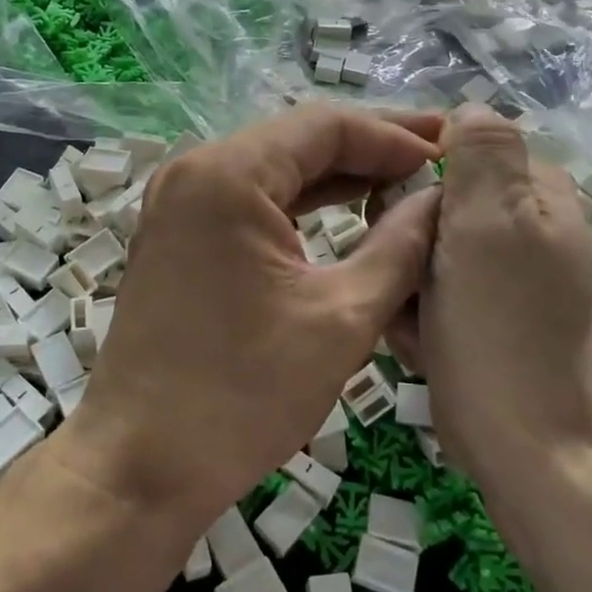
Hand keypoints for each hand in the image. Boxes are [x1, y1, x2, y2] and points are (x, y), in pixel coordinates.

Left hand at [56, 106, 442, 524]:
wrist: (140, 466)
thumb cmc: (241, 396)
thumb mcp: (341, 318)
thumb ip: (401, 247)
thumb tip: (439, 200)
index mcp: (227, 175)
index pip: (325, 125)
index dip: (395, 136)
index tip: (451, 157)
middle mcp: (195, 170)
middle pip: (298, 139)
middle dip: (371, 147)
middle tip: (440, 155)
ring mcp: (180, 201)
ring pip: (277, 168)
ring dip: (341, 173)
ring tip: (409, 178)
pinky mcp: (180, 233)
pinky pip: (253, 199)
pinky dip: (304, 202)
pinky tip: (353, 208)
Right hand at [388, 107, 591, 486]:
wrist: (530, 450)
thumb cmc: (502, 330)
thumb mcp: (491, 223)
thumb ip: (482, 152)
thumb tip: (467, 107)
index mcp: (538, 194)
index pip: (459, 150)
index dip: (417, 176)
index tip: (395, 212)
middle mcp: (526, 228)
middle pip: (436, 203)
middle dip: (408, 238)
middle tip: (408, 277)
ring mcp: (506, 277)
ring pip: (426, 251)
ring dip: (407, 281)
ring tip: (414, 320)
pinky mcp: (487, 318)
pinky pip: (433, 293)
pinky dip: (418, 315)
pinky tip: (421, 343)